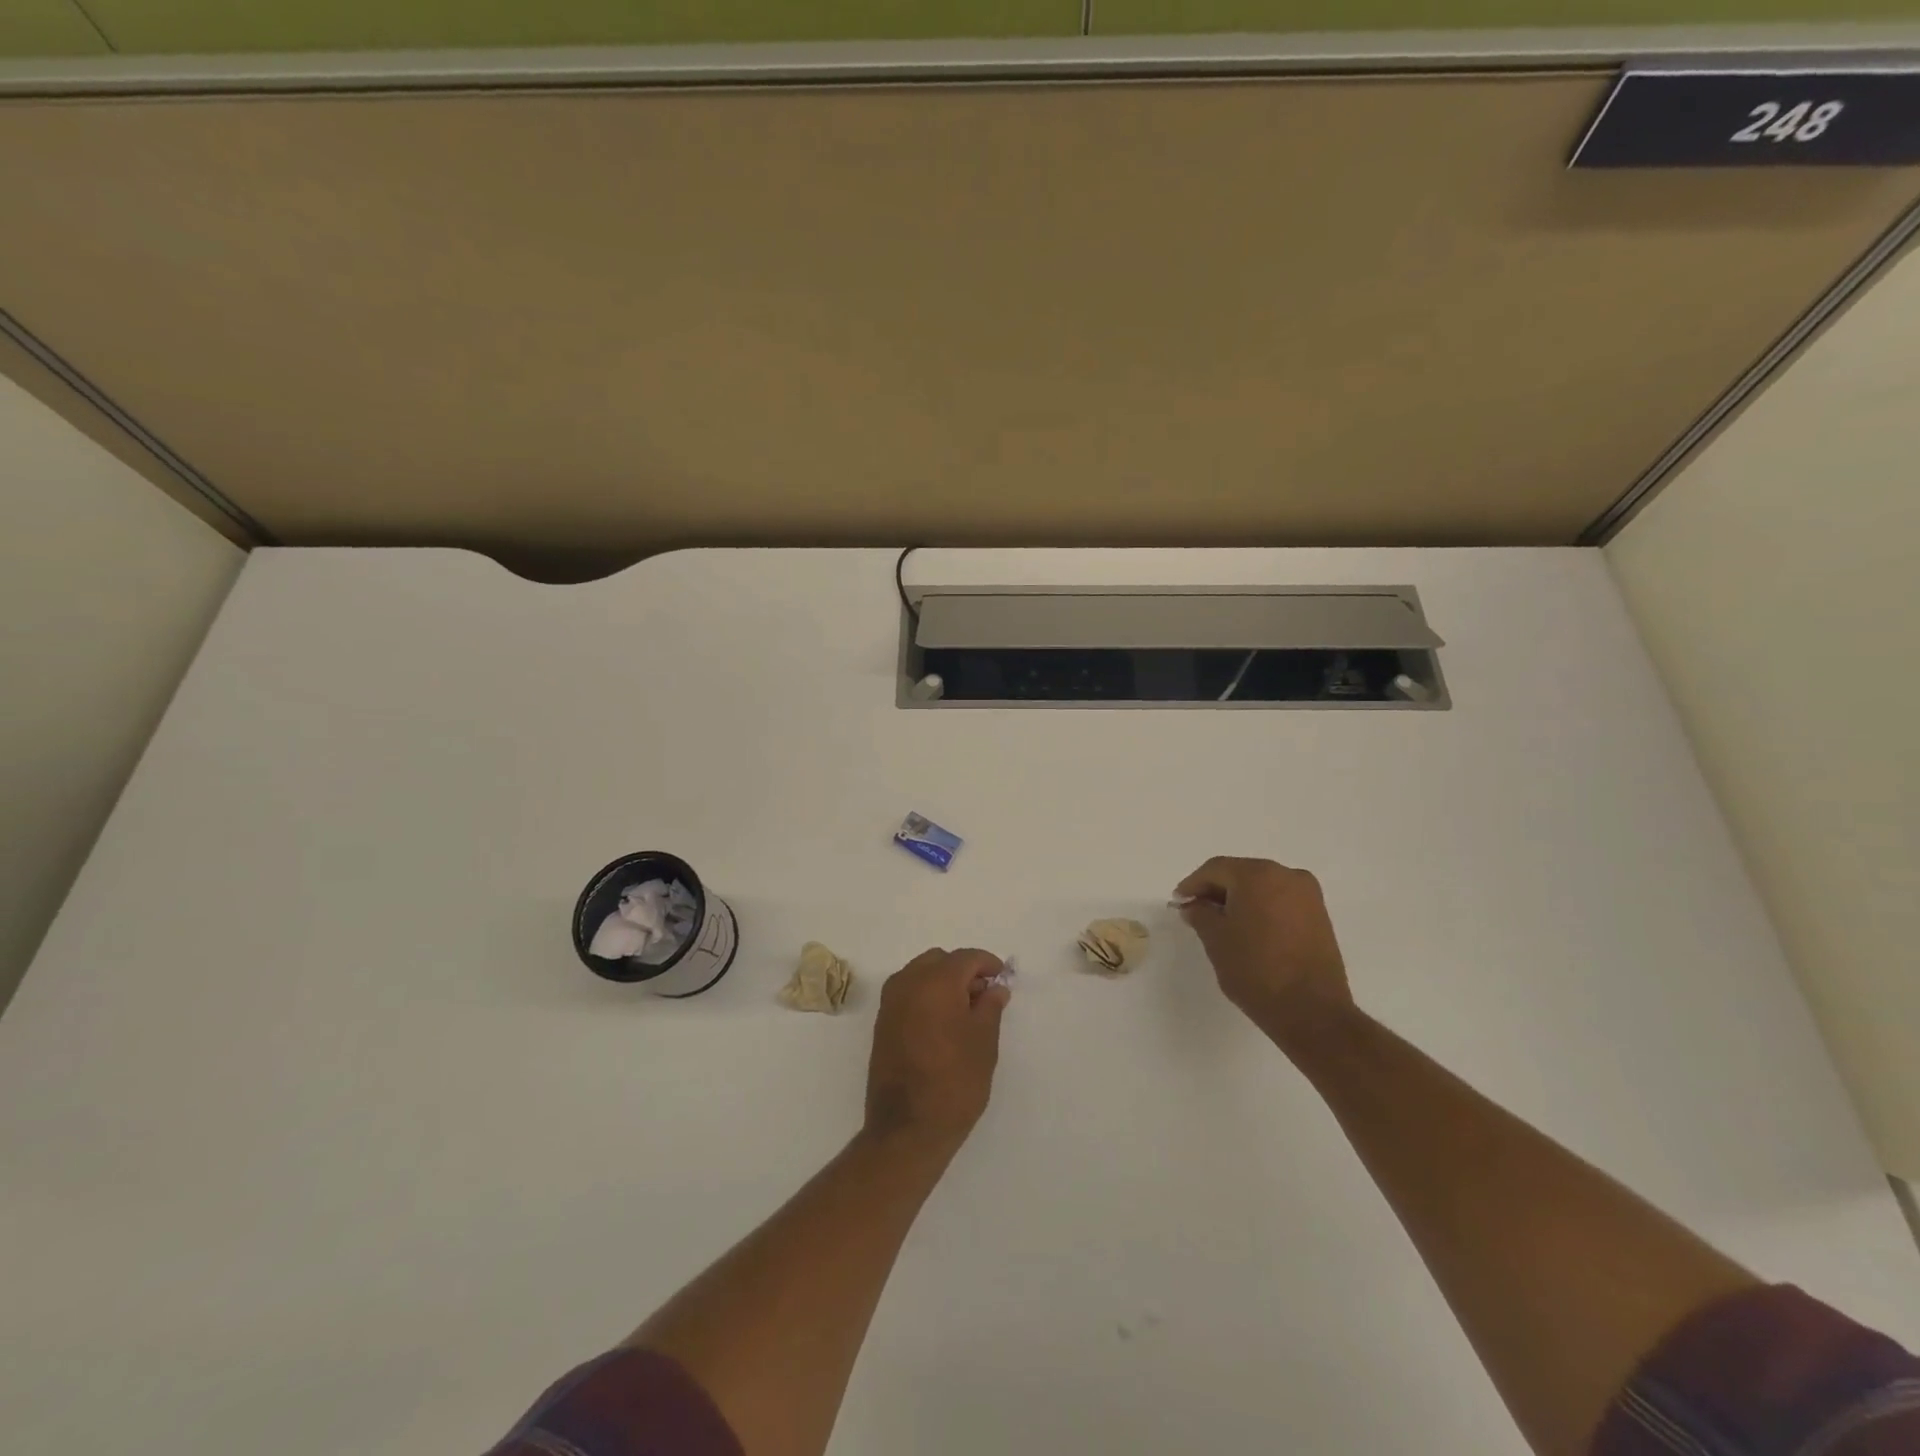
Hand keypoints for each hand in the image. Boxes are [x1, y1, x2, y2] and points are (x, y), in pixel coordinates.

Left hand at [863, 948, 1009, 1154]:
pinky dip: (926, 996)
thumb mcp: (984, 1042)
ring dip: (942, 982)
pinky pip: (907, 993)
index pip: (966, 958)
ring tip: (964, 1011)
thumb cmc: (955, 1082)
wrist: (907, 1128)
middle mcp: (908, 982)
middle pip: (940, 961)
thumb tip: (994, 988)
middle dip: (963, 971)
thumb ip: (990, 1006)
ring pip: (920, 974)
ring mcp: (890, 1002)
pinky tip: (942, 1023)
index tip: (1002, 980)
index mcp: (936, 981)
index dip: (987, 964)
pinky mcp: (882, 1023)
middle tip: (984, 996)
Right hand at [1174, 857, 1354, 1044]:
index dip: (1193, 884)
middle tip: (1196, 911)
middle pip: (1241, 874)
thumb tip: (1194, 905)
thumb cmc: (1255, 970)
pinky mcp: (1320, 915)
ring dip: (1240, 900)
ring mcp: (1308, 895)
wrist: (1312, 1012)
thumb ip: (1200, 914)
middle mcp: (1287, 875)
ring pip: (1262, 887)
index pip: (1216, 869)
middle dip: (1217, 890)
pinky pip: (1281, 901)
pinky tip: (1248, 929)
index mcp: (1258, 875)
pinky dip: (1261, 909)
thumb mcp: (1215, 940)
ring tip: (1221, 923)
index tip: (1179, 901)